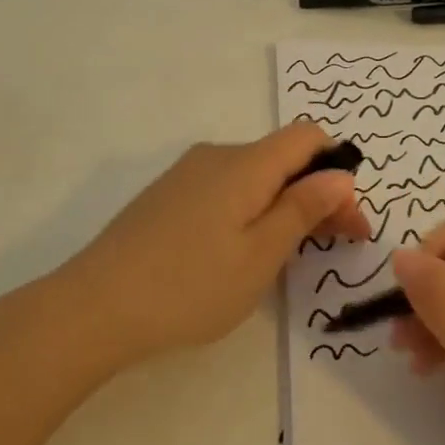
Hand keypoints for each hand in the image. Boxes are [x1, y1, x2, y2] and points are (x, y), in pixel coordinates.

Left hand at [57, 122, 369, 368]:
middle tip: (337, 245)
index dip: (337, 170)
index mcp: (245, 163)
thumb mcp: (261, 254)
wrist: (94, 307)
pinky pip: (224, 190)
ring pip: (253, 176)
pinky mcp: (167, 197)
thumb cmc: (190, 285)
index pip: (307, 136)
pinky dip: (250, 211)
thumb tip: (340, 174)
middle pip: (282, 158)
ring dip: (284, 205)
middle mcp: (216, 155)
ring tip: (289, 255)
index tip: (350, 220)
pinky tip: (241, 251)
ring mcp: (186, 175)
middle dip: (316, 194)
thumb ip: (303, 208)